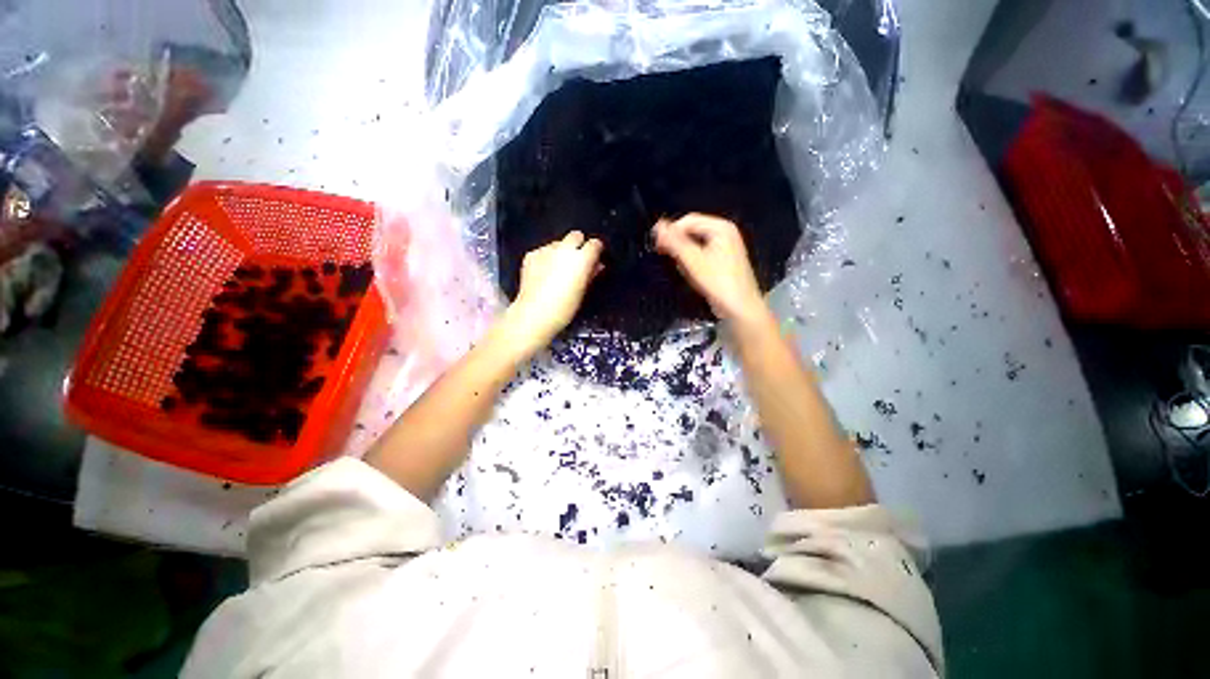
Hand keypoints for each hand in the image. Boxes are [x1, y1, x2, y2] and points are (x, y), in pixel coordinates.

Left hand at [503, 231, 602, 355]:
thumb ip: (591, 274)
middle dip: (578, 245)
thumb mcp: (583, 291)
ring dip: (561, 252)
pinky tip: (543, 273)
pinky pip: (543, 251)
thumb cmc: (564, 308)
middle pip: (576, 236)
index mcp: (581, 259)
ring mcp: (546, 250)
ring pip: (558, 243)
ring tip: (558, 270)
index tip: (595, 257)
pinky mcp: (532, 254)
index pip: (594, 244)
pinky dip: (546, 258)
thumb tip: (597, 265)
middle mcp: (564, 249)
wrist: (535, 313)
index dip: (596, 250)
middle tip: (577, 261)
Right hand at [653, 213, 766, 322]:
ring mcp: (725, 247)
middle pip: (692, 231)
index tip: (656, 244)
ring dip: (685, 256)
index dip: (670, 231)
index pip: (688, 220)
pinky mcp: (723, 261)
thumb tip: (658, 226)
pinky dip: (693, 263)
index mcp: (721, 228)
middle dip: (679, 245)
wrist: (740, 309)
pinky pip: (702, 255)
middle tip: (667, 257)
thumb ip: (675, 242)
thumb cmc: (719, 283)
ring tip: (685, 271)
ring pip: (695, 244)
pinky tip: (693, 275)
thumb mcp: (693, 261)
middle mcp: (725, 233)